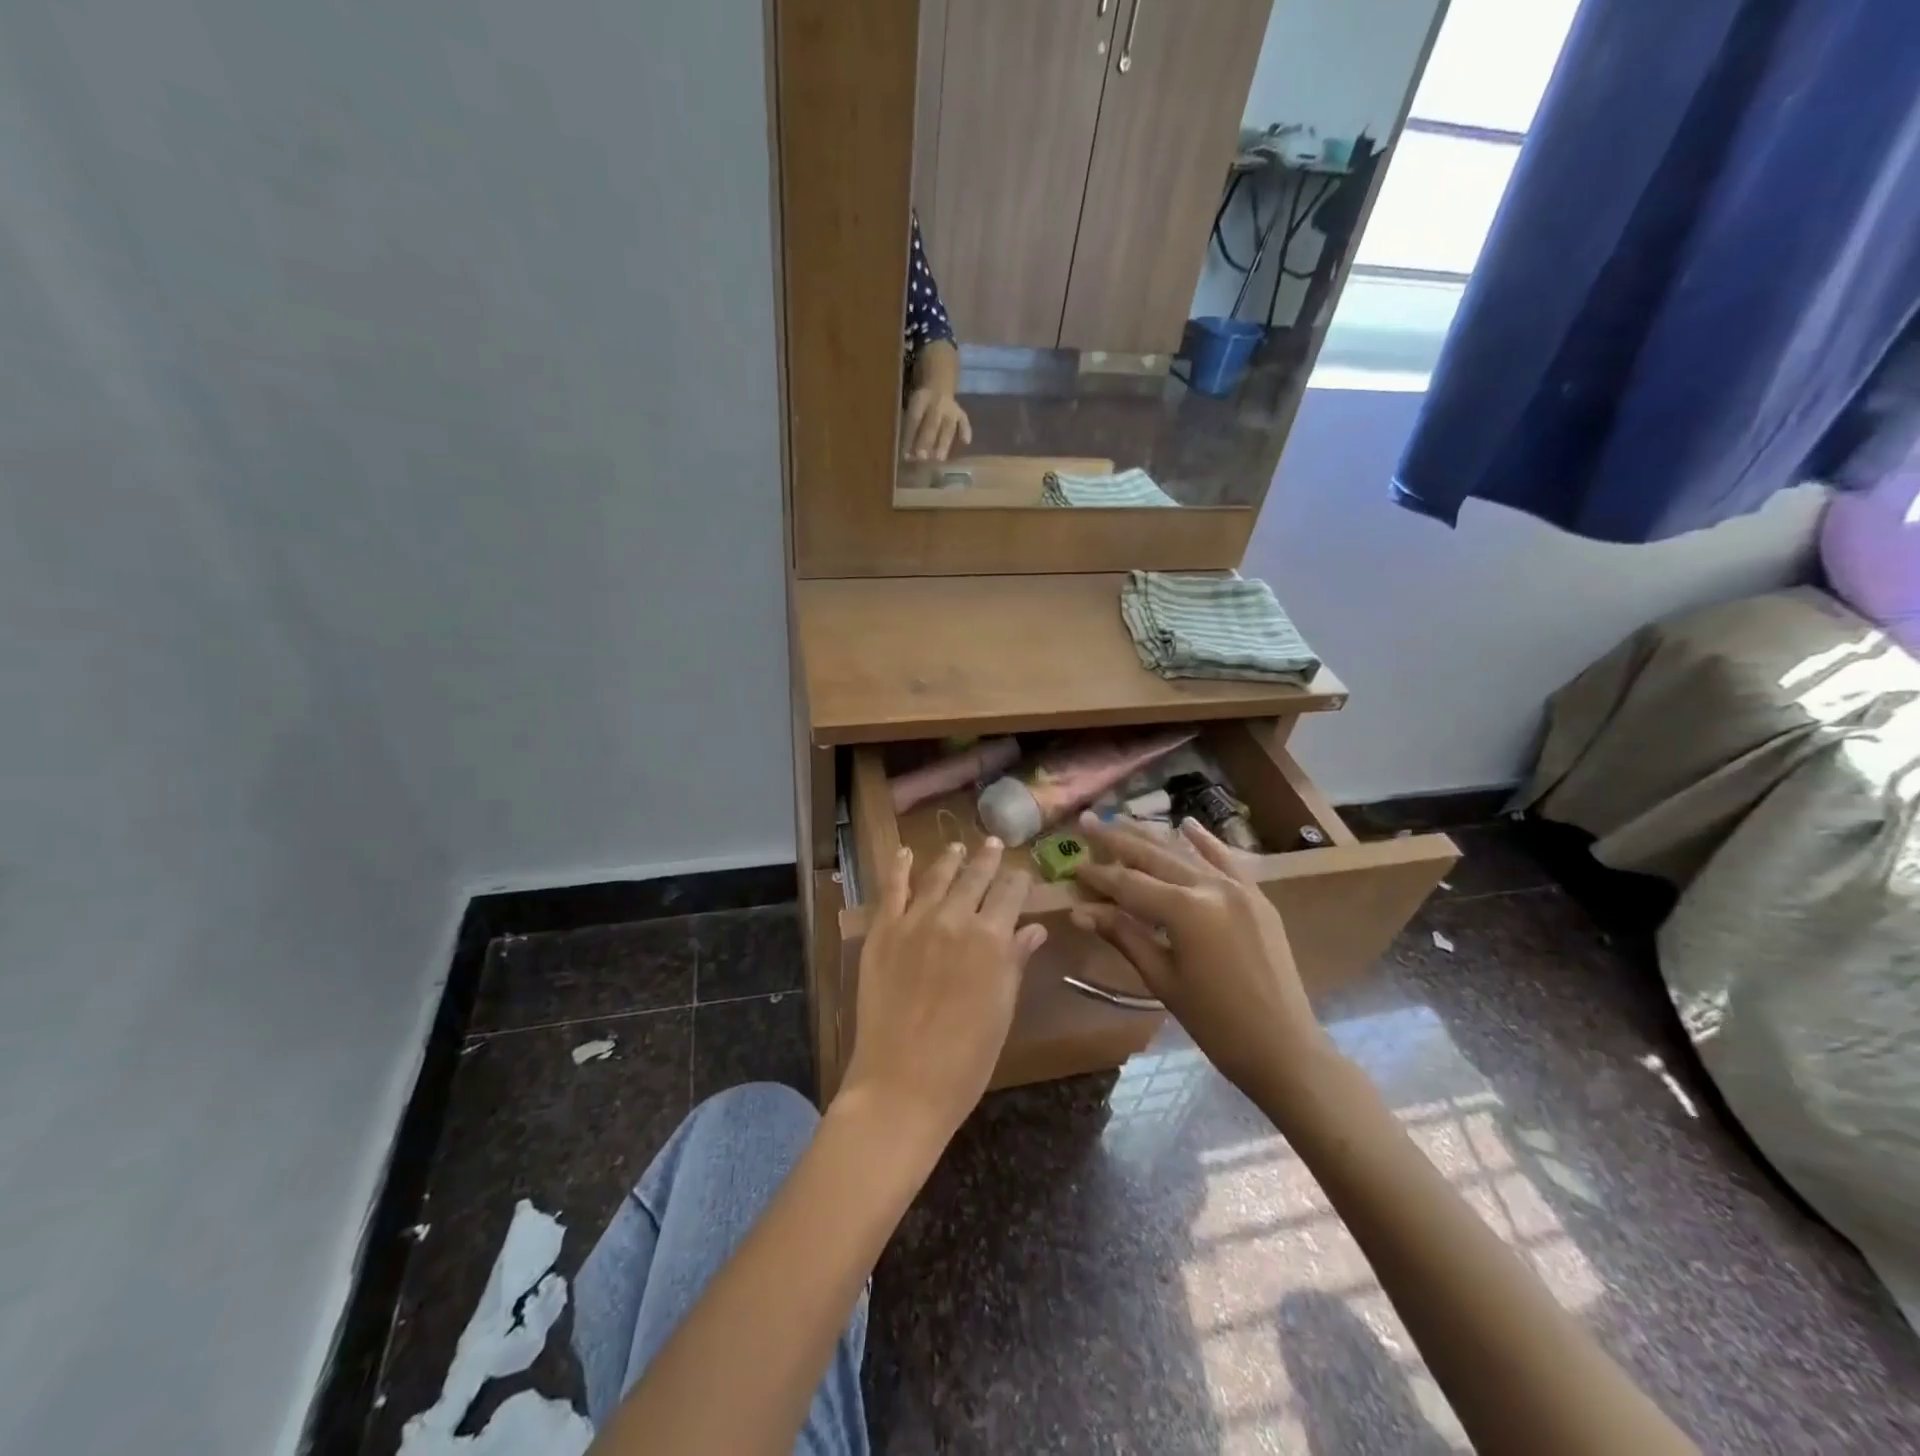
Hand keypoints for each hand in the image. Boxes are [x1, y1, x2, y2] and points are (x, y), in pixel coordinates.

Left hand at [840, 839, 1045, 1143]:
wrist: (902, 1082)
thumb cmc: (966, 1058)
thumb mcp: (1002, 1010)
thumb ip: (1016, 961)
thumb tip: (1034, 928)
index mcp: (992, 939)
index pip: (1010, 892)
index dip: (1017, 880)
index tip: (1020, 873)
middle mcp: (955, 919)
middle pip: (975, 876)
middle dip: (986, 858)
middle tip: (992, 843)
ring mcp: (914, 921)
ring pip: (936, 875)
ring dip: (950, 859)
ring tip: (956, 846)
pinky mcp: (882, 931)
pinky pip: (892, 889)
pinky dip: (900, 868)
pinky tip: (905, 853)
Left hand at [902, 387, 971, 461]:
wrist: (937, 386)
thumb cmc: (920, 405)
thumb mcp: (910, 410)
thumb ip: (910, 430)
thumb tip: (909, 456)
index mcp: (920, 401)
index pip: (914, 419)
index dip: (910, 436)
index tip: (906, 455)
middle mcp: (936, 404)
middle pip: (932, 424)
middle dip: (926, 441)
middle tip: (922, 457)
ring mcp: (951, 409)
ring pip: (948, 426)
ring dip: (944, 443)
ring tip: (940, 458)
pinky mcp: (960, 413)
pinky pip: (963, 421)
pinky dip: (966, 431)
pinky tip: (966, 442)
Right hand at [1071, 814, 1331, 1098]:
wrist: (1284, 1048)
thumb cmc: (1215, 1023)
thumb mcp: (1162, 979)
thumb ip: (1124, 936)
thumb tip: (1080, 911)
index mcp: (1185, 910)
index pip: (1129, 884)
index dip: (1099, 876)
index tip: (1073, 866)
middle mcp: (1211, 887)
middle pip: (1154, 856)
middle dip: (1117, 840)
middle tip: (1088, 822)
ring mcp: (1239, 888)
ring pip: (1186, 853)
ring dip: (1152, 836)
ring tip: (1122, 820)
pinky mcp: (1256, 897)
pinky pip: (1226, 860)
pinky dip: (1205, 842)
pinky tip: (1187, 824)